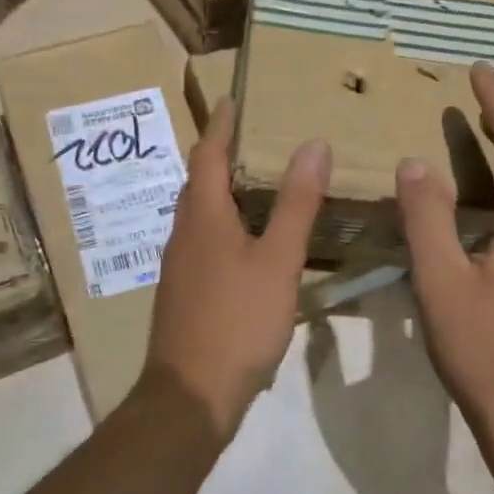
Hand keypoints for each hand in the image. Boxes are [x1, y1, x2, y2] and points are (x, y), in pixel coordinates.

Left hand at [142, 100, 329, 442]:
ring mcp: (180, 266)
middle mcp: (183, 234)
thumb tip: (313, 144)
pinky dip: (227, 226)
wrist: (190, 395)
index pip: (207, 153)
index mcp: (202, 216)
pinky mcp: (185, 294)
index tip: (234, 98)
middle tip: (257, 137)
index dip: (221, 124)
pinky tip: (251, 243)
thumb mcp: (277, 260)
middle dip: (222, 155)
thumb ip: (296, 204)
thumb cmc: (236, 321)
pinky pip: (205, 242)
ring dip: (224, 192)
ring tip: (259, 183)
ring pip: (201, 214)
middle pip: (199, 182)